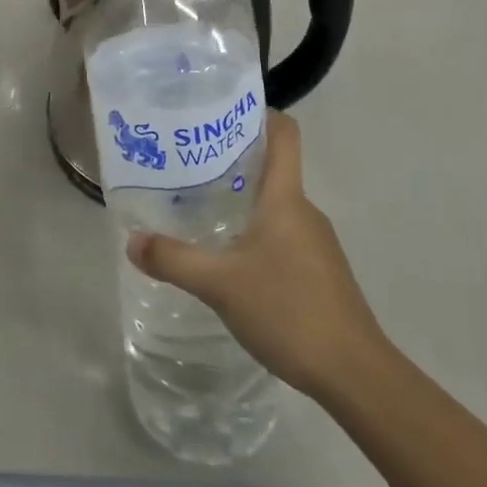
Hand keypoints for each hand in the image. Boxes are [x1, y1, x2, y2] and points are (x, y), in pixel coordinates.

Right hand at [126, 112, 386, 400]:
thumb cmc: (289, 310)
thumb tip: (132, 240)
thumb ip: (174, 259)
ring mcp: (315, 242)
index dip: (258, 113)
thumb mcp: (220, 284)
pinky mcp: (318, 271)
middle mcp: (304, 210)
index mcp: (285, 198)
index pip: (284, 133)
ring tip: (199, 209)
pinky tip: (229, 258)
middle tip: (188, 165)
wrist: (354, 373)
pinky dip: (255, 233)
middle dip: (232, 160)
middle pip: (272, 167)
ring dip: (242, 200)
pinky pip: (282, 235)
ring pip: (275, 205)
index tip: (221, 112)